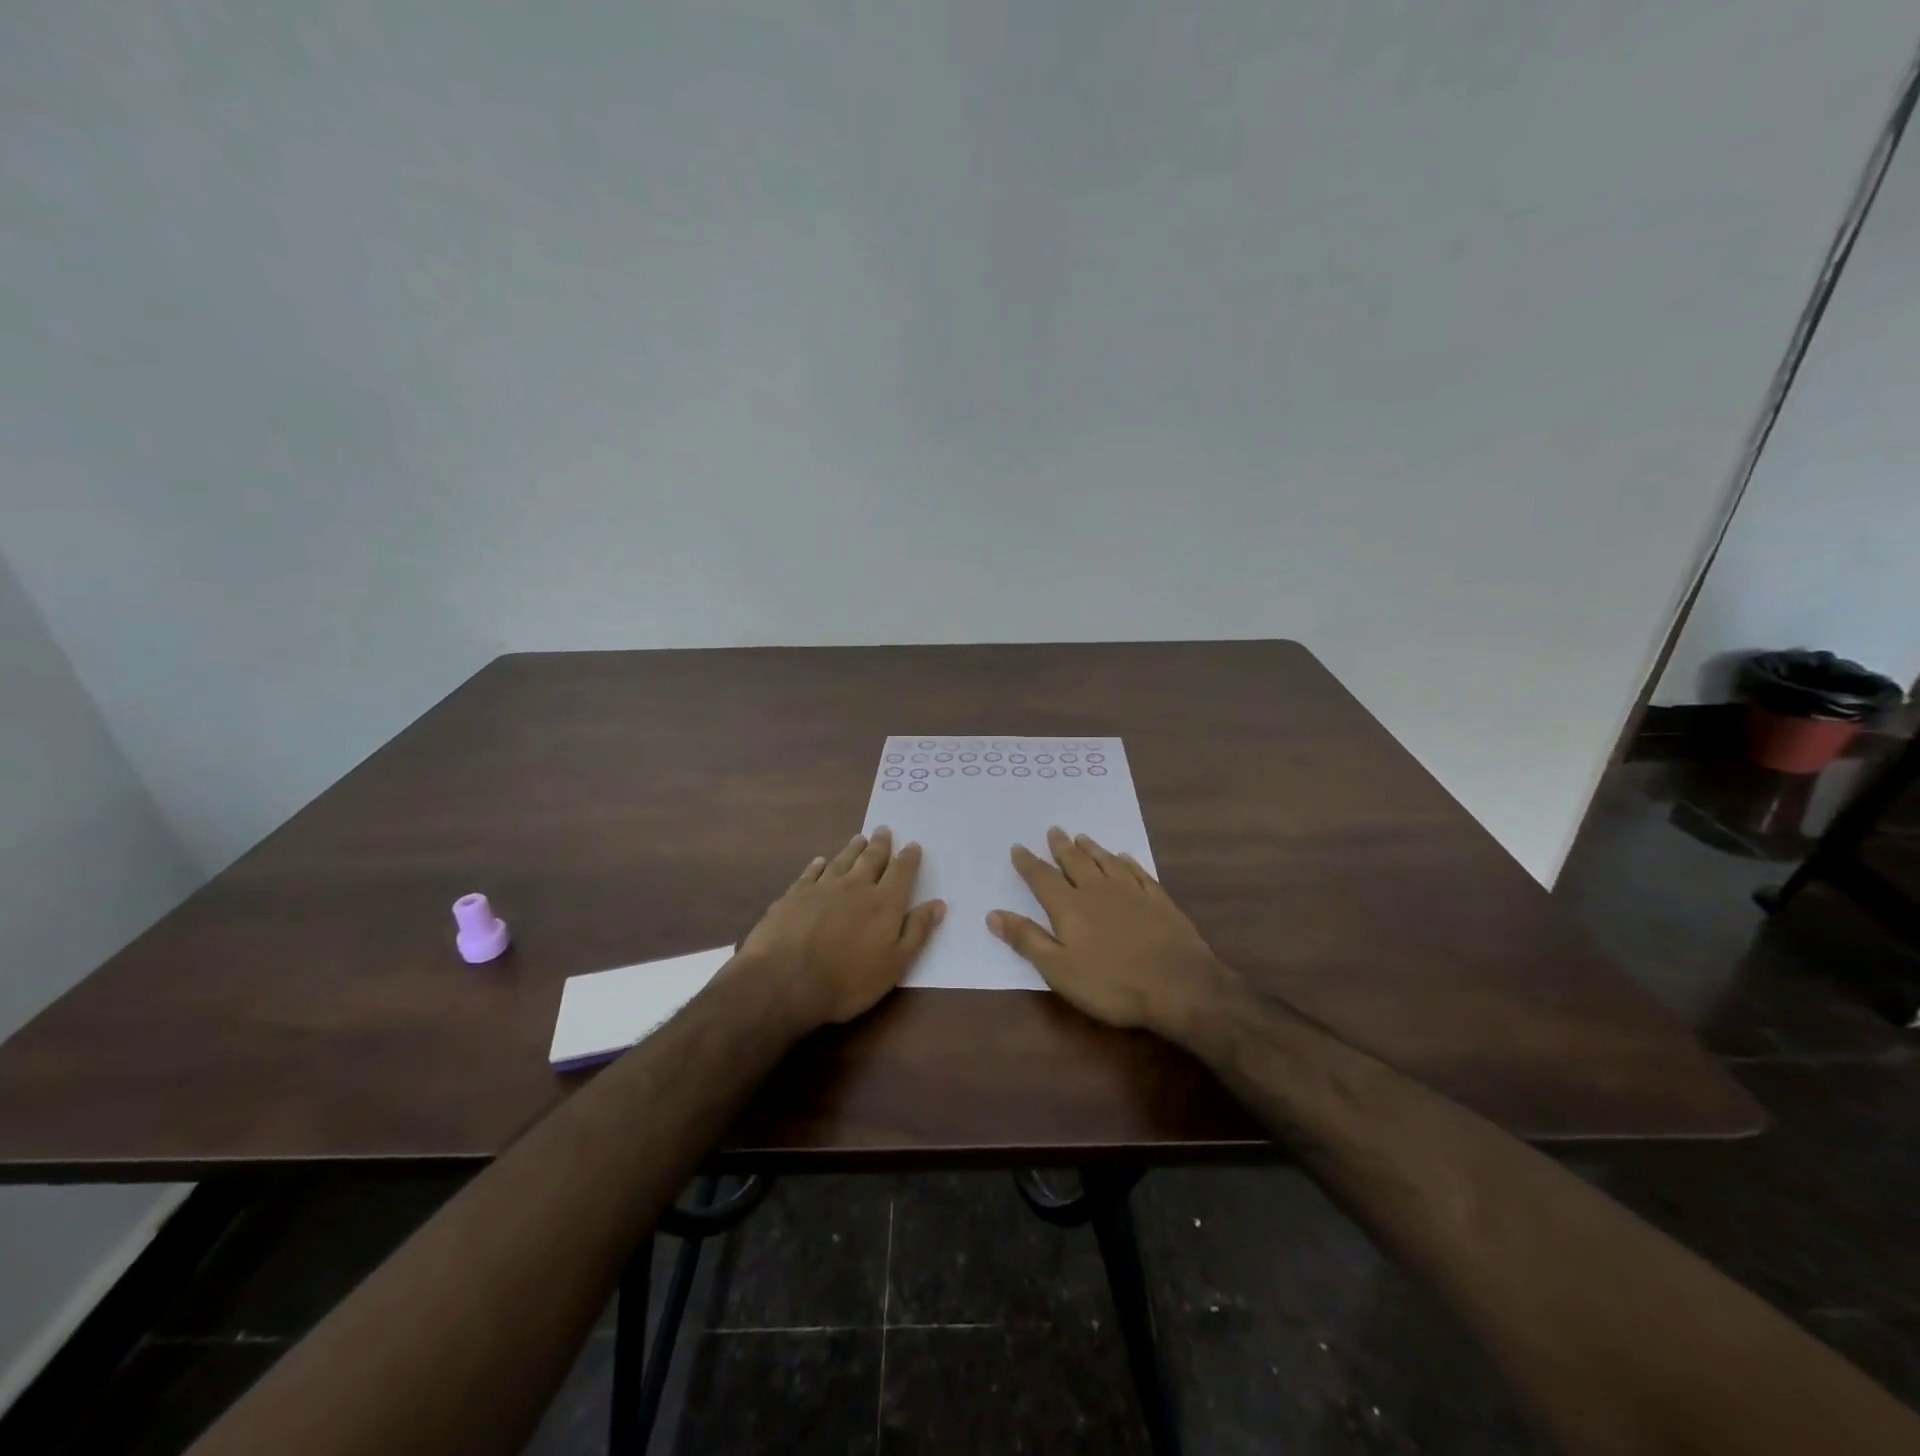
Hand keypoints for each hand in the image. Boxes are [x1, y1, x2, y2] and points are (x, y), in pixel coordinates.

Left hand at [733, 827, 944, 1028]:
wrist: (784, 981)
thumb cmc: (847, 981)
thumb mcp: (894, 965)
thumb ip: (917, 931)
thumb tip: (938, 904)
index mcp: (884, 903)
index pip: (901, 872)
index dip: (909, 858)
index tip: (913, 845)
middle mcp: (855, 886)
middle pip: (871, 859)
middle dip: (880, 844)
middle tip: (884, 830)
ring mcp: (822, 888)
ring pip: (842, 860)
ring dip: (852, 849)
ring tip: (859, 838)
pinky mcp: (794, 895)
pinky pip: (810, 873)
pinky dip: (818, 864)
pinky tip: (820, 860)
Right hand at [988, 827, 1233, 1039]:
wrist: (1179, 986)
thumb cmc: (1111, 984)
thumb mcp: (1058, 970)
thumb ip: (1027, 939)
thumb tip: (993, 914)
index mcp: (1070, 907)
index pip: (1043, 878)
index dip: (1028, 863)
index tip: (1018, 847)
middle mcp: (1098, 891)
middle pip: (1075, 863)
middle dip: (1061, 847)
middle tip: (1054, 830)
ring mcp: (1131, 893)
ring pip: (1106, 862)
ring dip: (1092, 849)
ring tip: (1082, 837)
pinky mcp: (1158, 901)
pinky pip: (1138, 872)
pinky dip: (1127, 862)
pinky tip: (1124, 857)